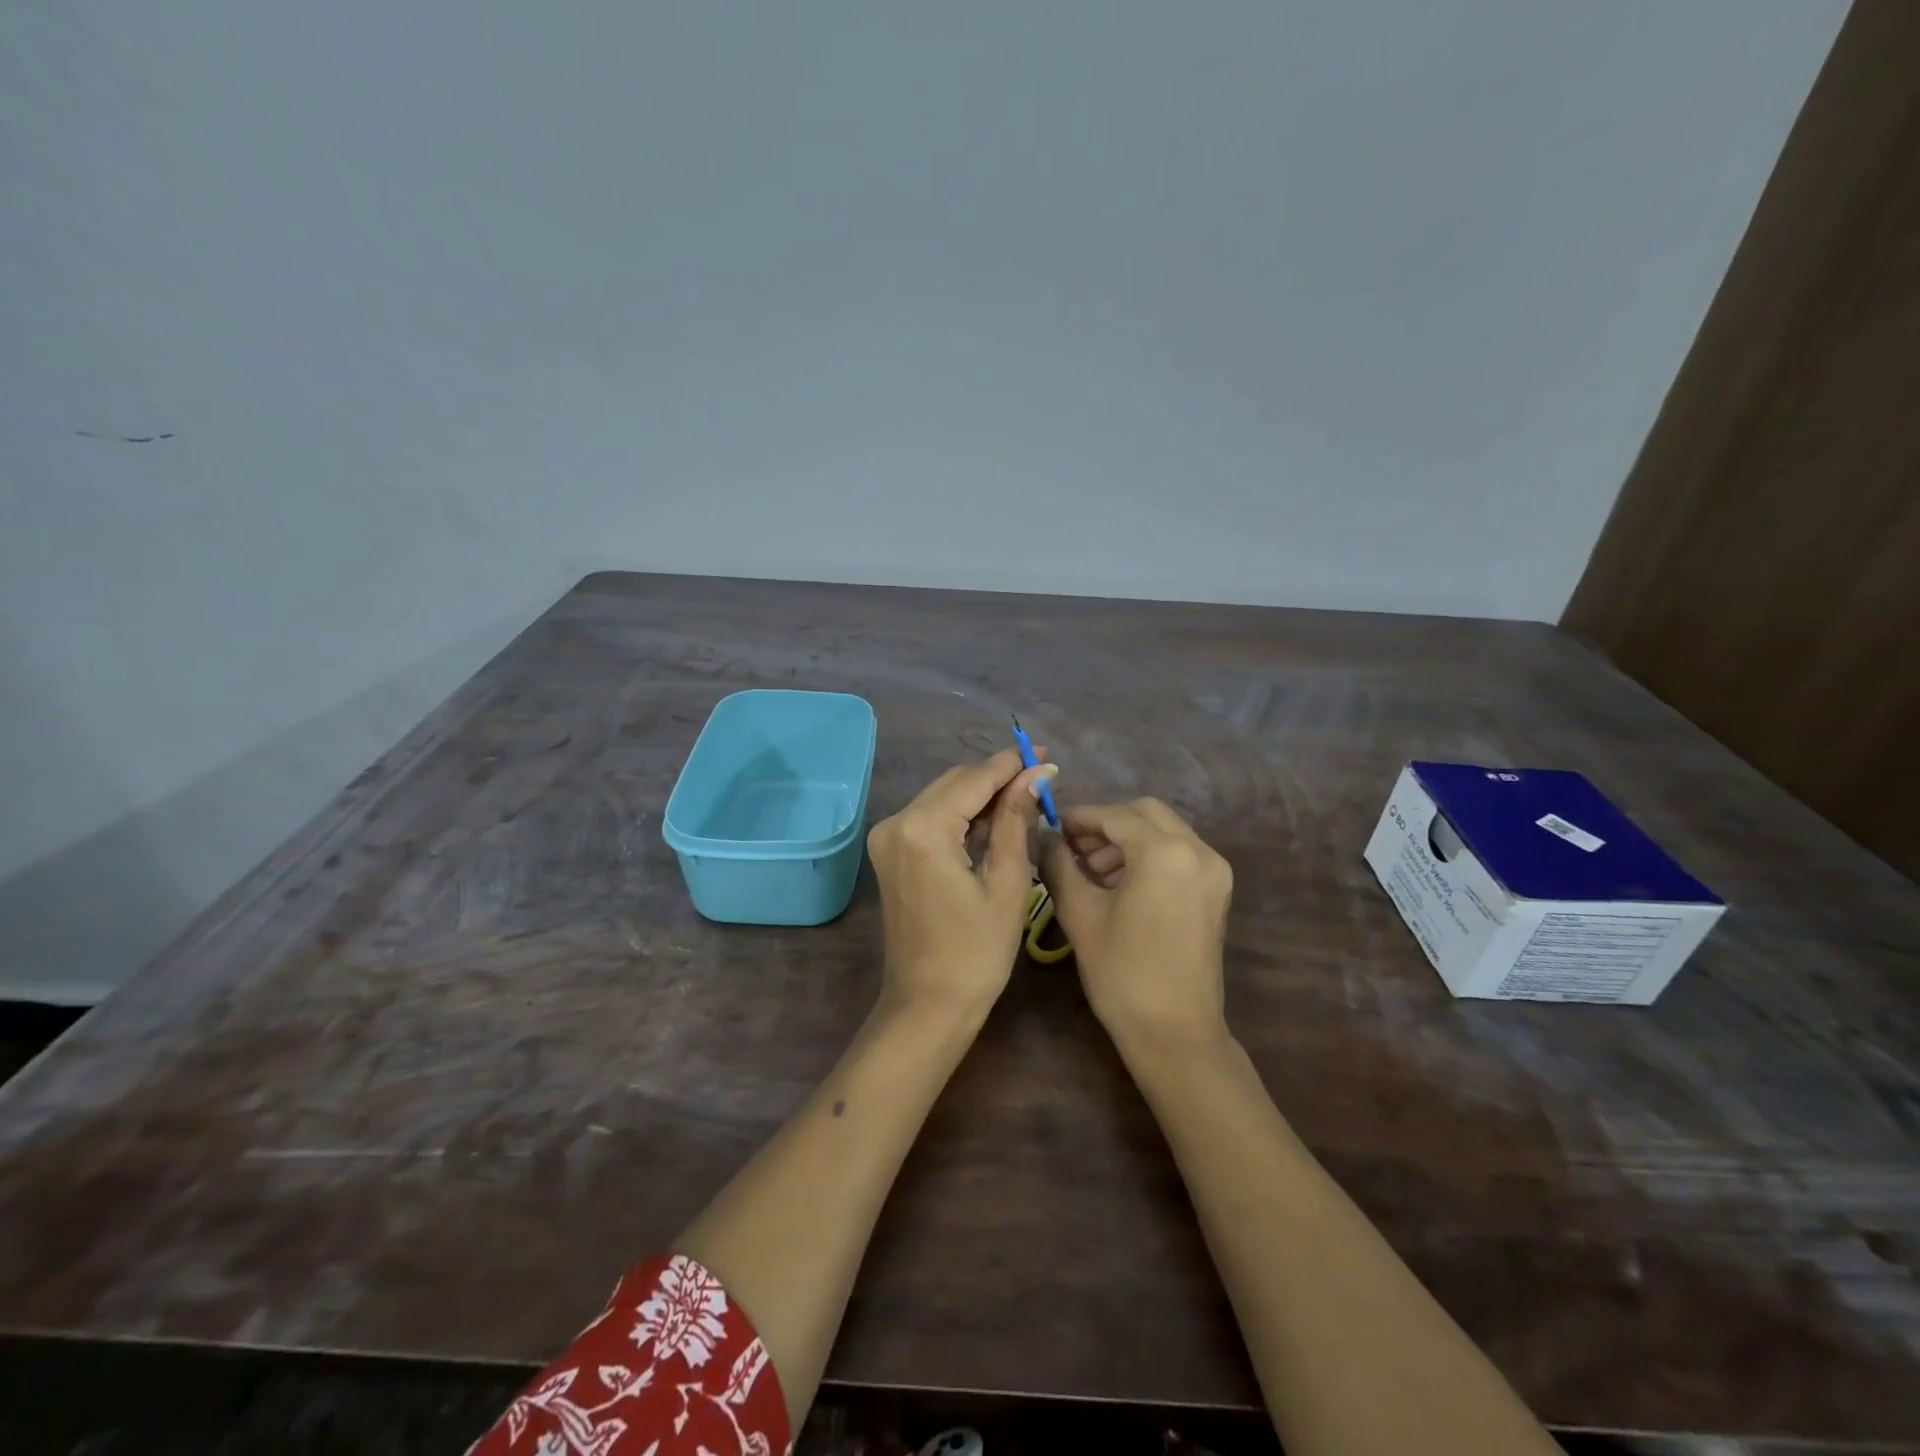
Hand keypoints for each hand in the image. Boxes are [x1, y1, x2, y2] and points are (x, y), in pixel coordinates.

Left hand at [867, 748, 1057, 1017]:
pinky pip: (931, 819)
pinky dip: (962, 817)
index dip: (1011, 764)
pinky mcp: (890, 853)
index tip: (1045, 754)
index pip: (974, 779)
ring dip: (981, 797)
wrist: (928, 1006)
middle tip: (1041, 780)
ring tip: (1026, 800)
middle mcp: (896, 822)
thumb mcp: (1006, 882)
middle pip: (955, 783)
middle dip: (997, 779)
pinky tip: (994, 821)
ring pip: (943, 798)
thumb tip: (1036, 774)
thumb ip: (1016, 819)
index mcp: (923, 828)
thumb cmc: (976, 952)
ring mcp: (888, 838)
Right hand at [1038, 798, 1232, 1049]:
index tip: (1051, 827)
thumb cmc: (1122, 973)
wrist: (1175, 1033)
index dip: (1079, 818)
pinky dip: (1148, 855)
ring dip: (1127, 839)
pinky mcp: (1216, 891)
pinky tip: (1119, 883)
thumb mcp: (1080, 914)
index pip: (1115, 816)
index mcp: (1165, 853)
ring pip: (1164, 831)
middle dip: (1106, 825)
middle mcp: (1198, 851)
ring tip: (1090, 871)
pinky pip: (1178, 853)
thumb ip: (1059, 864)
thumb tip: (1046, 837)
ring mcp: (1213, 871)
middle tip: (1072, 849)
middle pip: (1145, 813)